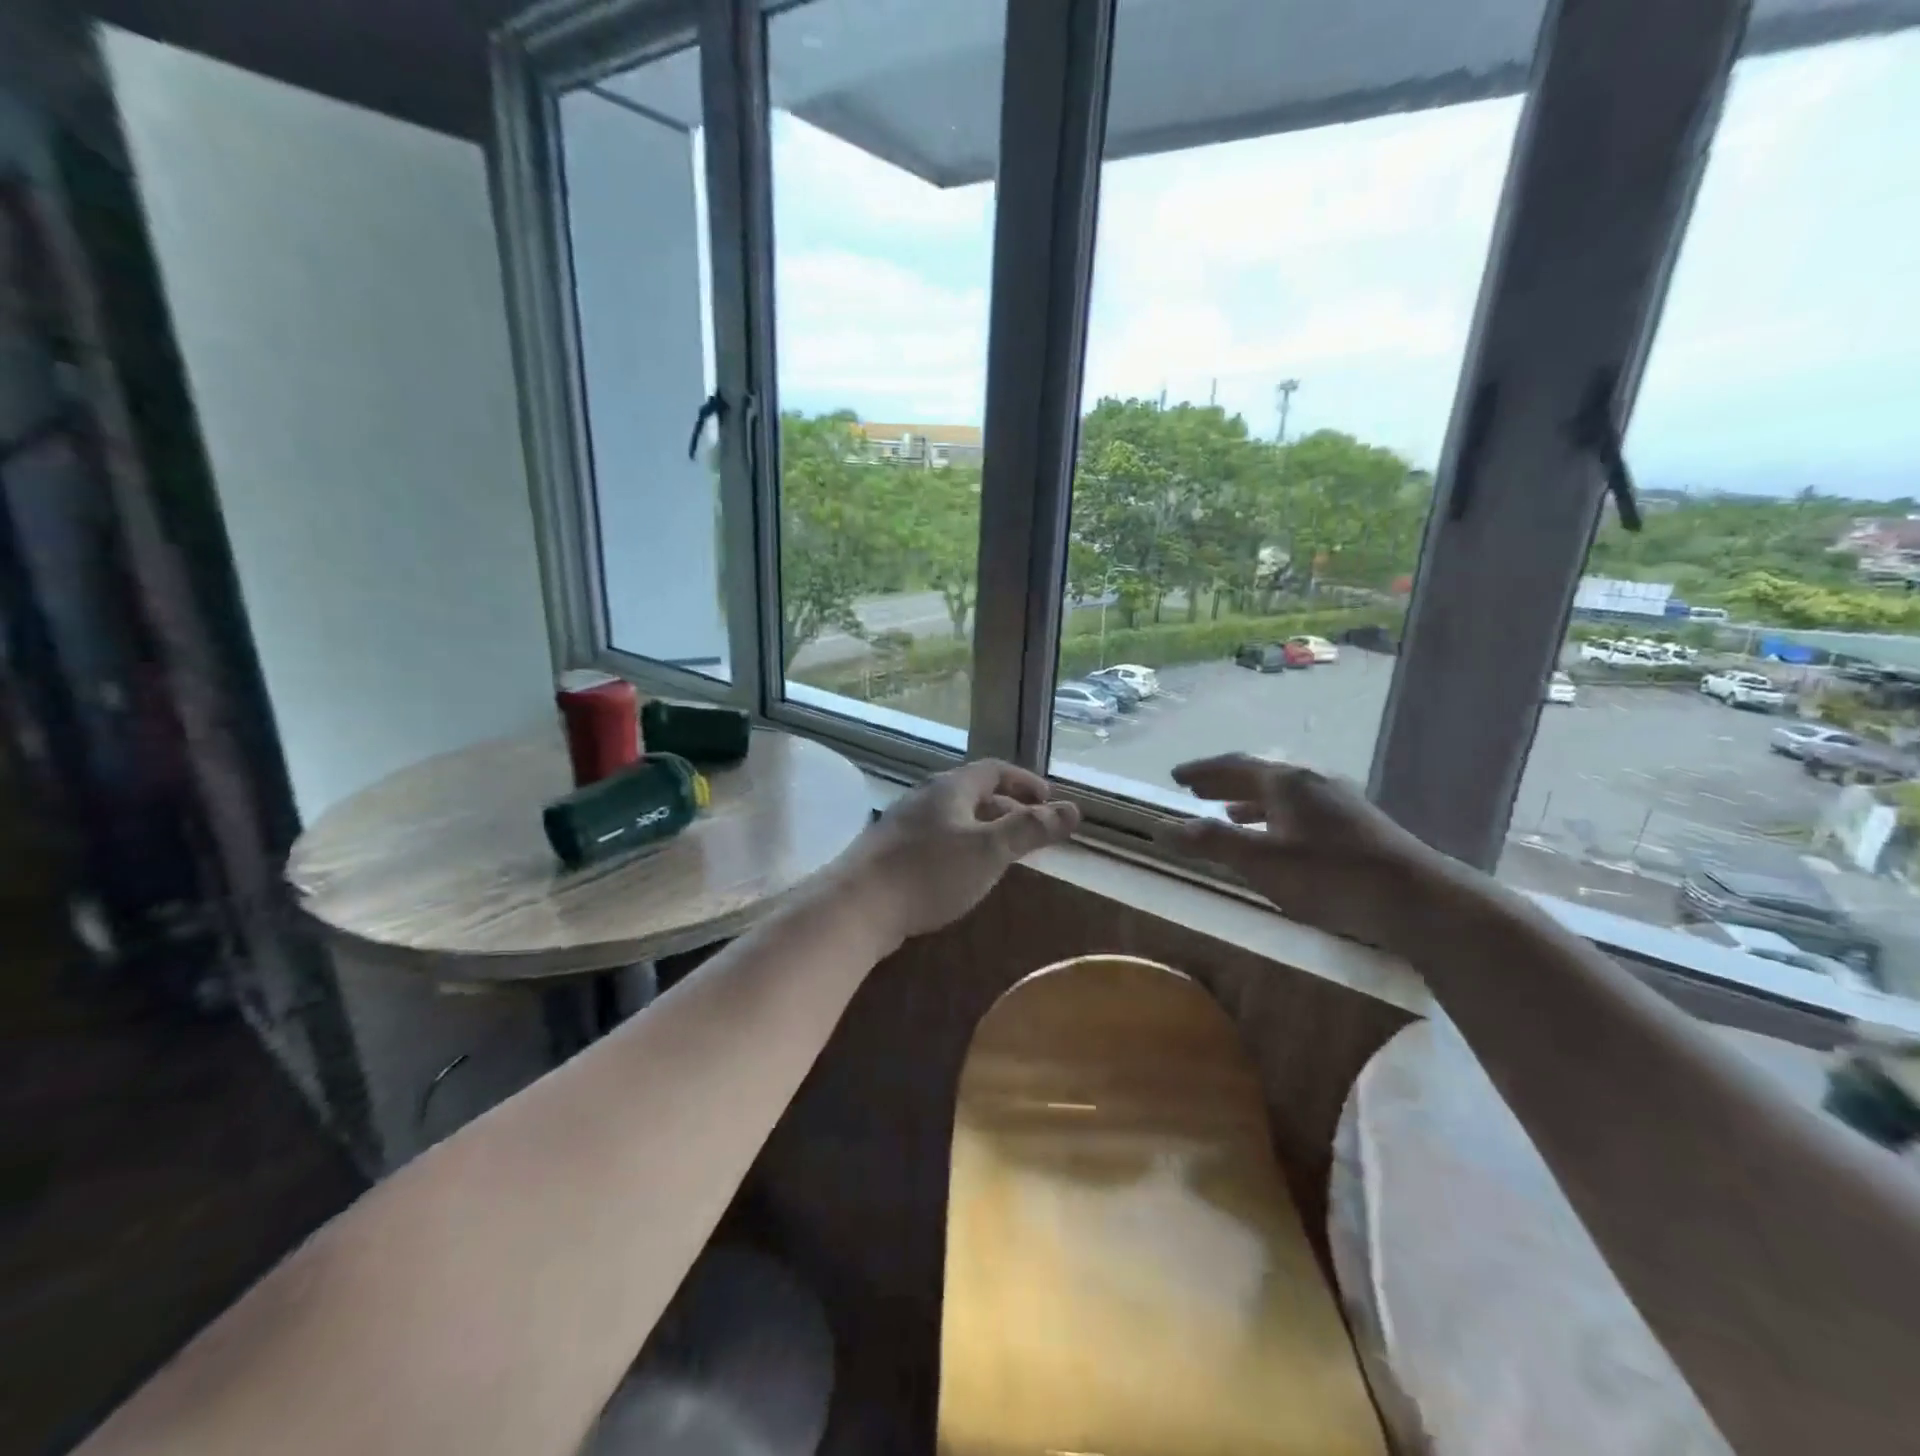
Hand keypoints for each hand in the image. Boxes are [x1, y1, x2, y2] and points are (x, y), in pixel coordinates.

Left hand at [833, 759, 1080, 946]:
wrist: (857, 905)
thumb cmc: (929, 872)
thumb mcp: (989, 850)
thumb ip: (1031, 829)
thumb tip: (1073, 809)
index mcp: (951, 788)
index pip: (994, 770)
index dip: (1025, 781)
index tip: (1048, 800)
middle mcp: (926, 797)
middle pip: (973, 792)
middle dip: (1007, 807)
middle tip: (1031, 830)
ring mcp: (903, 824)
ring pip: (954, 817)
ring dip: (983, 829)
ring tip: (1002, 854)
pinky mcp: (890, 851)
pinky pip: (936, 838)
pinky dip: (960, 847)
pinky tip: (961, 873)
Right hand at [1156, 753, 1454, 953]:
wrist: (1416, 898)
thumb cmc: (1330, 875)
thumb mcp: (1262, 861)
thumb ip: (1212, 843)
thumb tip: (1163, 829)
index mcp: (1285, 781)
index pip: (1232, 766)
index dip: (1201, 771)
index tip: (1175, 776)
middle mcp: (1311, 781)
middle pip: (1257, 775)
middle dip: (1222, 782)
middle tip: (1193, 788)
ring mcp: (1337, 800)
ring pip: (1281, 794)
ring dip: (1248, 800)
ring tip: (1226, 813)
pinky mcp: (1355, 823)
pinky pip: (1300, 809)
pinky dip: (1275, 816)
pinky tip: (1277, 837)